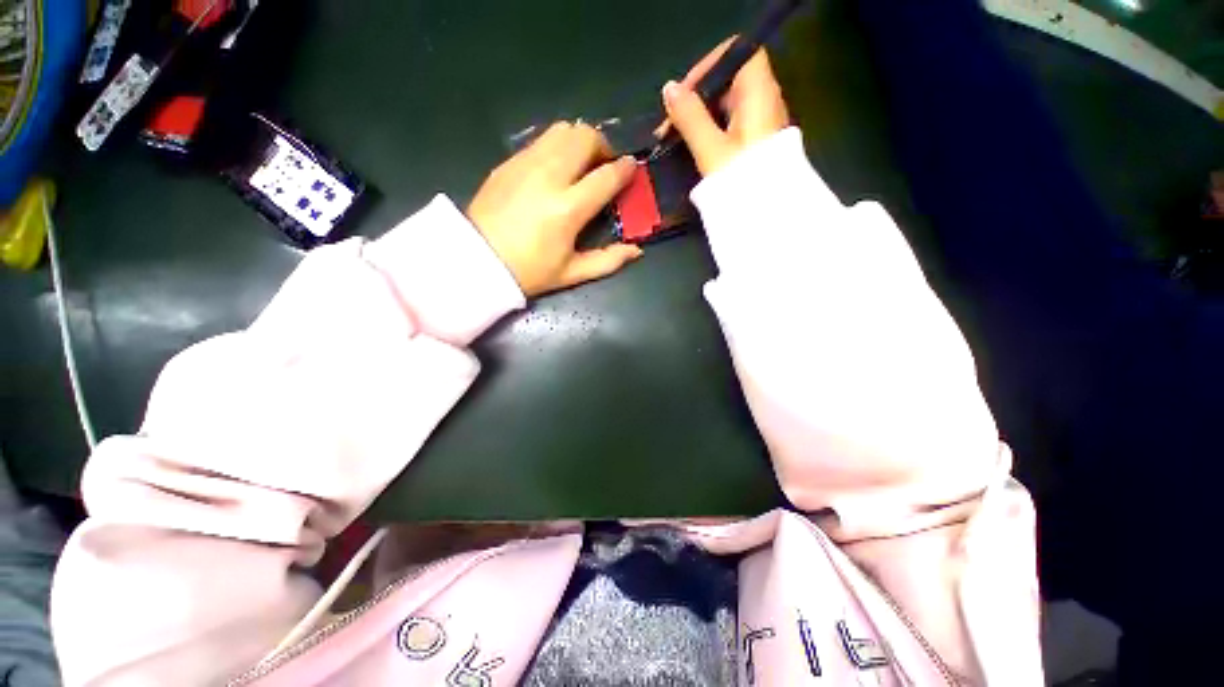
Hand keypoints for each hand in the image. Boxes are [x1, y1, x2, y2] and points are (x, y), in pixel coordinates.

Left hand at [467, 122, 642, 297]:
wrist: (476, 260)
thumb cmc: (529, 271)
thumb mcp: (572, 273)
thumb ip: (608, 261)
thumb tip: (636, 251)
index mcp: (567, 209)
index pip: (606, 176)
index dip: (625, 169)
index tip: (631, 168)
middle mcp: (549, 177)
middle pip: (585, 137)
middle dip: (603, 147)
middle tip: (603, 167)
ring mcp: (525, 164)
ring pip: (562, 130)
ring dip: (579, 141)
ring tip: (580, 164)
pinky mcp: (509, 162)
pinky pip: (541, 140)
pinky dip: (557, 146)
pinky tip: (555, 169)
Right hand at [661, 40, 789, 175]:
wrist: (767, 215)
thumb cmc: (741, 180)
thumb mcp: (710, 148)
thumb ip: (689, 117)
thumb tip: (669, 90)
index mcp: (759, 94)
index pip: (737, 55)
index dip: (709, 67)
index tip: (684, 95)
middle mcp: (764, 102)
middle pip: (728, 81)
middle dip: (696, 98)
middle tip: (672, 123)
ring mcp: (761, 123)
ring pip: (727, 105)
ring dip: (700, 117)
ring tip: (676, 137)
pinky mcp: (755, 143)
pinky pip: (730, 125)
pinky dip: (710, 130)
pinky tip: (694, 147)